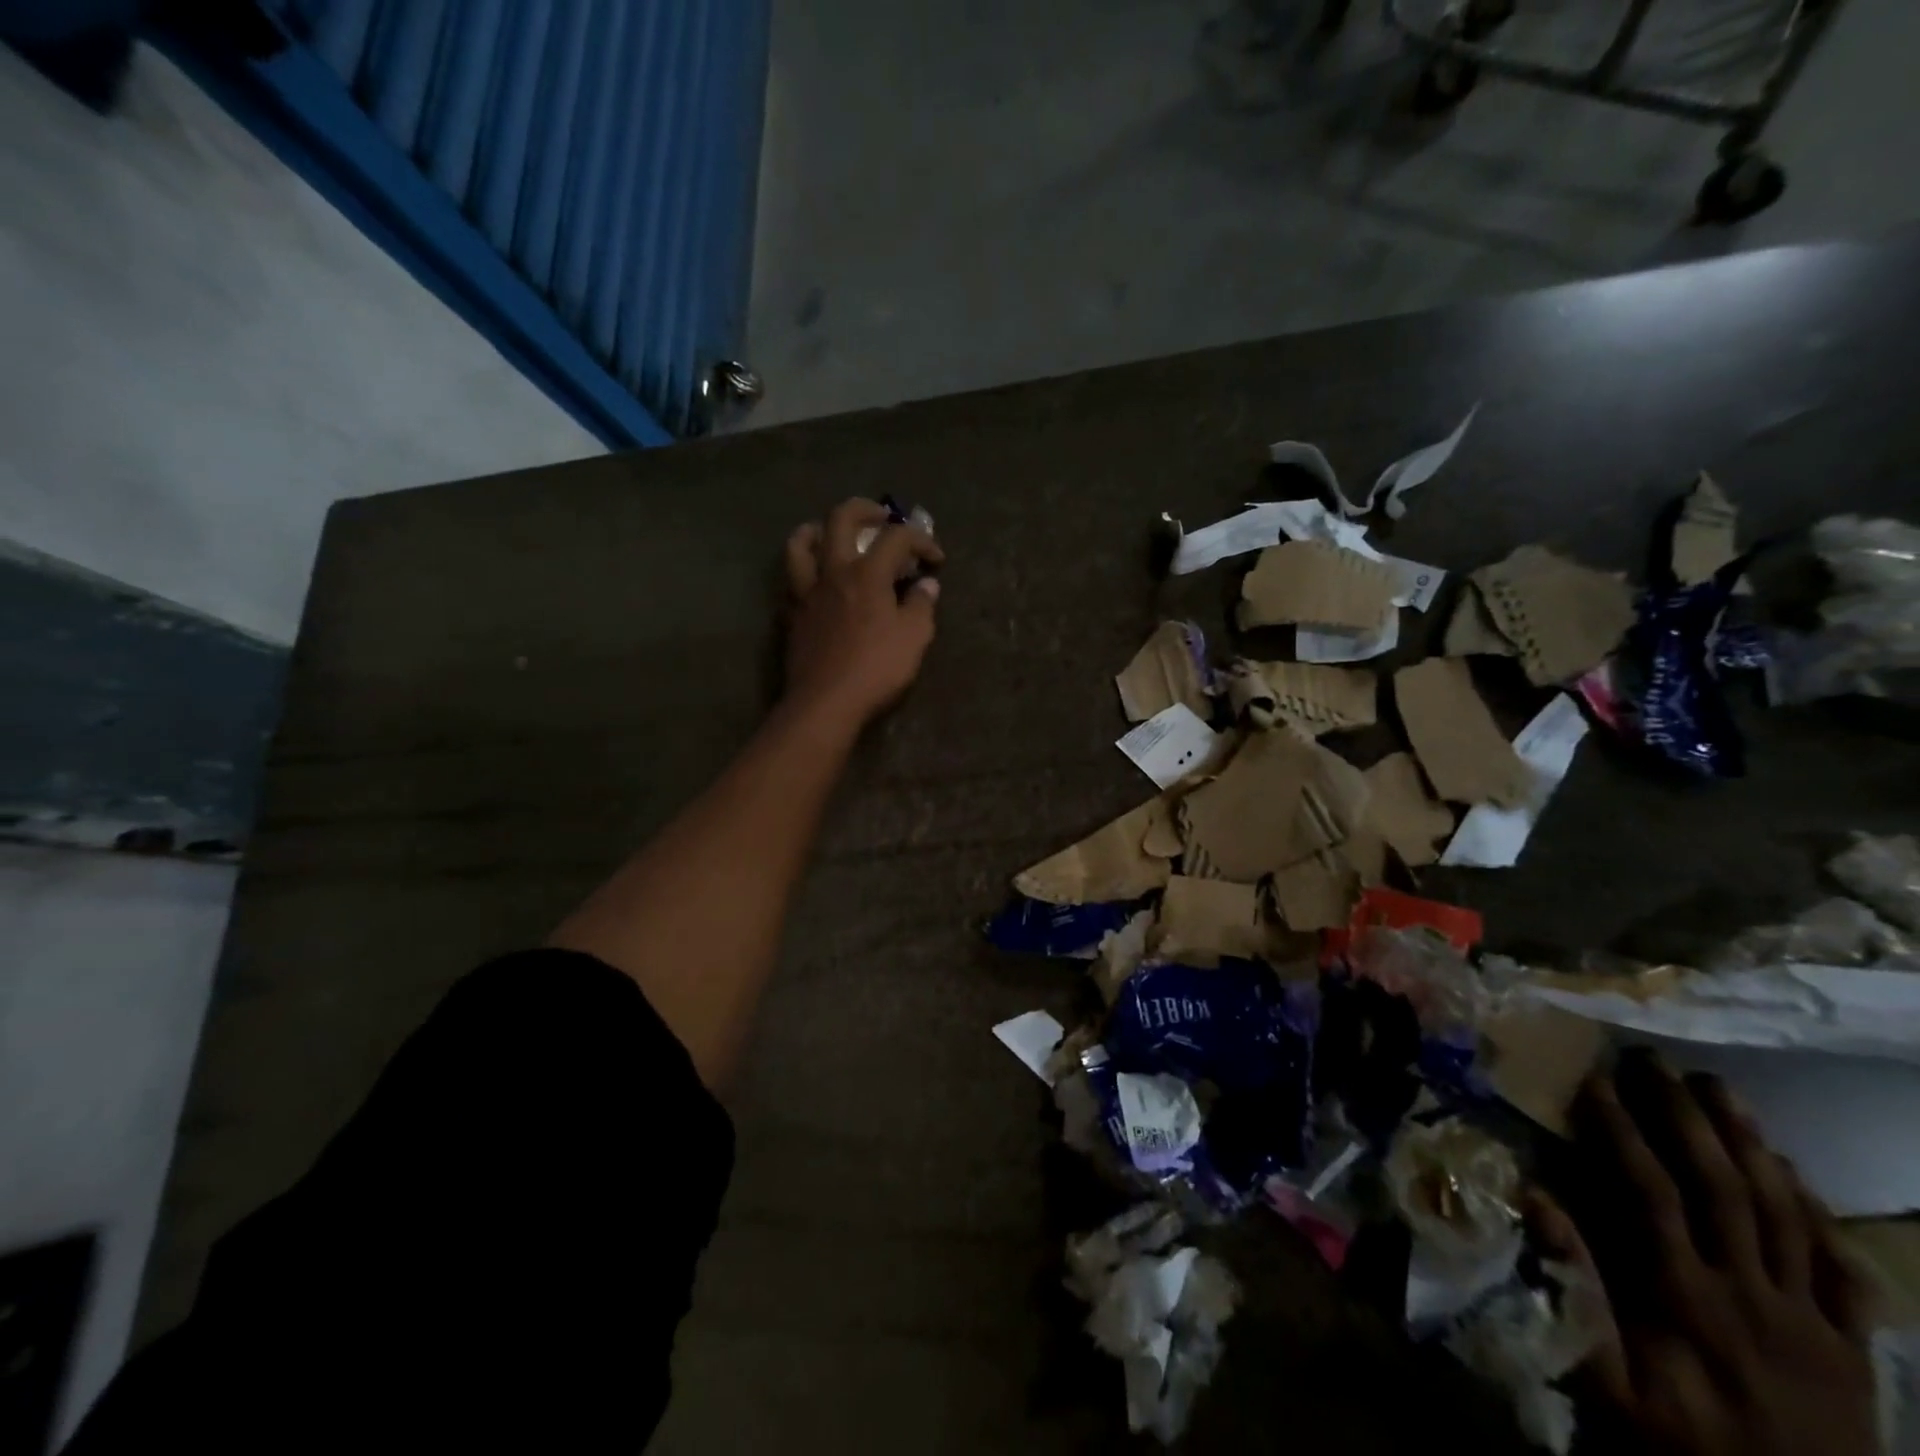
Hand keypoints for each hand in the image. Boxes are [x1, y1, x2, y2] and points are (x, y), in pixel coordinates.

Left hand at [782, 498, 943, 729]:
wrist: (826, 703)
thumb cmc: (876, 669)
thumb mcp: (914, 638)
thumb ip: (922, 605)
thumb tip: (927, 585)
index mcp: (867, 574)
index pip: (896, 537)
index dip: (921, 540)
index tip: (936, 560)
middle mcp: (833, 572)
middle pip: (841, 519)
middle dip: (865, 509)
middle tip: (881, 517)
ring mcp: (806, 592)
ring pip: (801, 544)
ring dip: (817, 529)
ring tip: (831, 535)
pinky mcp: (792, 615)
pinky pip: (792, 580)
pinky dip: (805, 570)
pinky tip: (816, 581)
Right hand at [1543, 1058, 1876, 1455]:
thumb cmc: (1684, 1451)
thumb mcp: (1610, 1388)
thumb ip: (1573, 1293)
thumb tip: (1534, 1201)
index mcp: (1686, 1298)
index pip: (1648, 1191)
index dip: (1621, 1131)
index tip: (1595, 1082)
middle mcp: (1751, 1294)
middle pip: (1721, 1187)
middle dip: (1685, 1116)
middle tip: (1657, 1062)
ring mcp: (1810, 1320)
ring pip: (1783, 1213)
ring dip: (1750, 1144)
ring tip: (1722, 1090)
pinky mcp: (1853, 1349)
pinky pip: (1841, 1270)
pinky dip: (1818, 1214)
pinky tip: (1794, 1174)